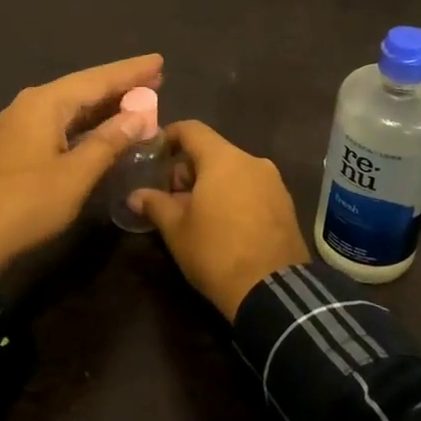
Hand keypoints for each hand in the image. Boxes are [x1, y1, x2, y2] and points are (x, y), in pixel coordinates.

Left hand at [0, 54, 162, 278]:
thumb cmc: (26, 203)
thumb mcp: (76, 174)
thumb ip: (109, 141)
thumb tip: (138, 115)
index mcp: (45, 103)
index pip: (97, 79)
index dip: (131, 71)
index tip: (159, 61)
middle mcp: (30, 105)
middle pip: (83, 88)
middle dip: (119, 85)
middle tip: (155, 79)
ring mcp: (18, 126)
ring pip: (70, 107)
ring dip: (103, 106)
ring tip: (136, 100)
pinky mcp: (14, 147)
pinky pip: (59, 124)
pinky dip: (85, 124)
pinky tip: (102, 130)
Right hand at [130, 120, 309, 320]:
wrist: (272, 290)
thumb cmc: (216, 252)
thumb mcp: (176, 230)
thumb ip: (155, 204)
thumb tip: (135, 195)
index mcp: (223, 159)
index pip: (192, 130)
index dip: (169, 136)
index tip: (153, 154)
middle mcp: (252, 161)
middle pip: (213, 151)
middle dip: (188, 169)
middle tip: (170, 197)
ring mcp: (273, 182)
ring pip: (234, 170)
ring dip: (212, 184)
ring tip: (196, 214)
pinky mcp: (285, 204)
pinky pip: (252, 188)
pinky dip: (234, 195)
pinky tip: (224, 224)